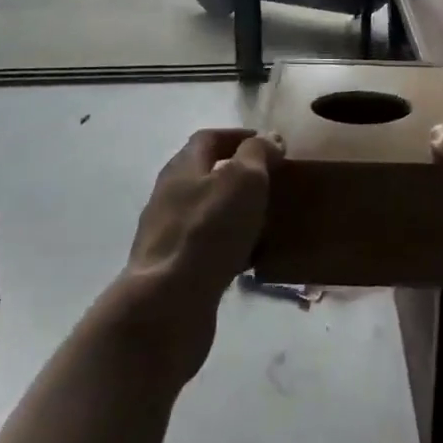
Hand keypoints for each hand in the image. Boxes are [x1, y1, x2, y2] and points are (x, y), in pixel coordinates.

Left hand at [125, 128, 282, 316]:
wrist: (167, 305)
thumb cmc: (208, 230)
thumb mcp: (243, 179)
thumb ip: (257, 153)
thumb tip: (268, 139)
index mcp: (182, 168)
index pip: (209, 138)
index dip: (240, 137)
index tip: (272, 145)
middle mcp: (169, 196)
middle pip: (206, 175)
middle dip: (240, 175)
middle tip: (275, 182)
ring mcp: (168, 235)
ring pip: (209, 213)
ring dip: (236, 212)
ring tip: (270, 220)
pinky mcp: (173, 270)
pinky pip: (208, 248)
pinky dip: (231, 247)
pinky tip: (252, 258)